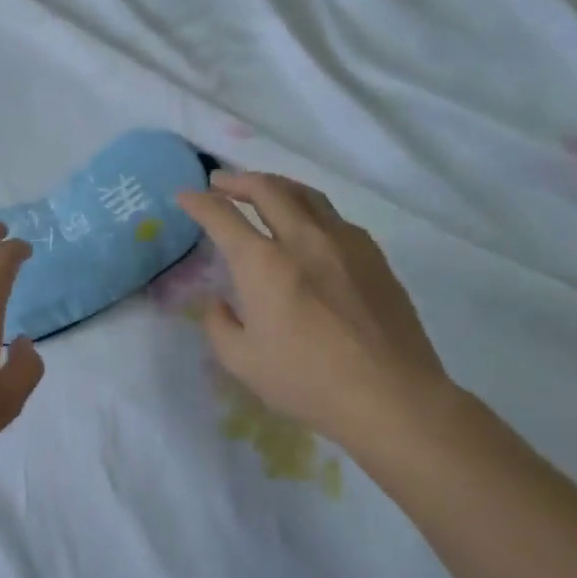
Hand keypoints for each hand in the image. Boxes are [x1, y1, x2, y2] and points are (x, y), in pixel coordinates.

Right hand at [178, 171, 456, 464]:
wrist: (392, 397)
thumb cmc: (308, 381)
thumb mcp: (242, 362)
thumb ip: (219, 325)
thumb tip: (219, 303)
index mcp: (263, 263)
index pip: (222, 216)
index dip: (198, 202)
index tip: (184, 196)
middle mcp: (302, 239)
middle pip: (267, 188)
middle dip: (237, 180)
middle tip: (220, 182)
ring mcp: (344, 242)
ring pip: (305, 194)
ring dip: (275, 185)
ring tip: (262, 189)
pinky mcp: (373, 255)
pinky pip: (333, 216)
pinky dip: (308, 208)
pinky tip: (307, 225)